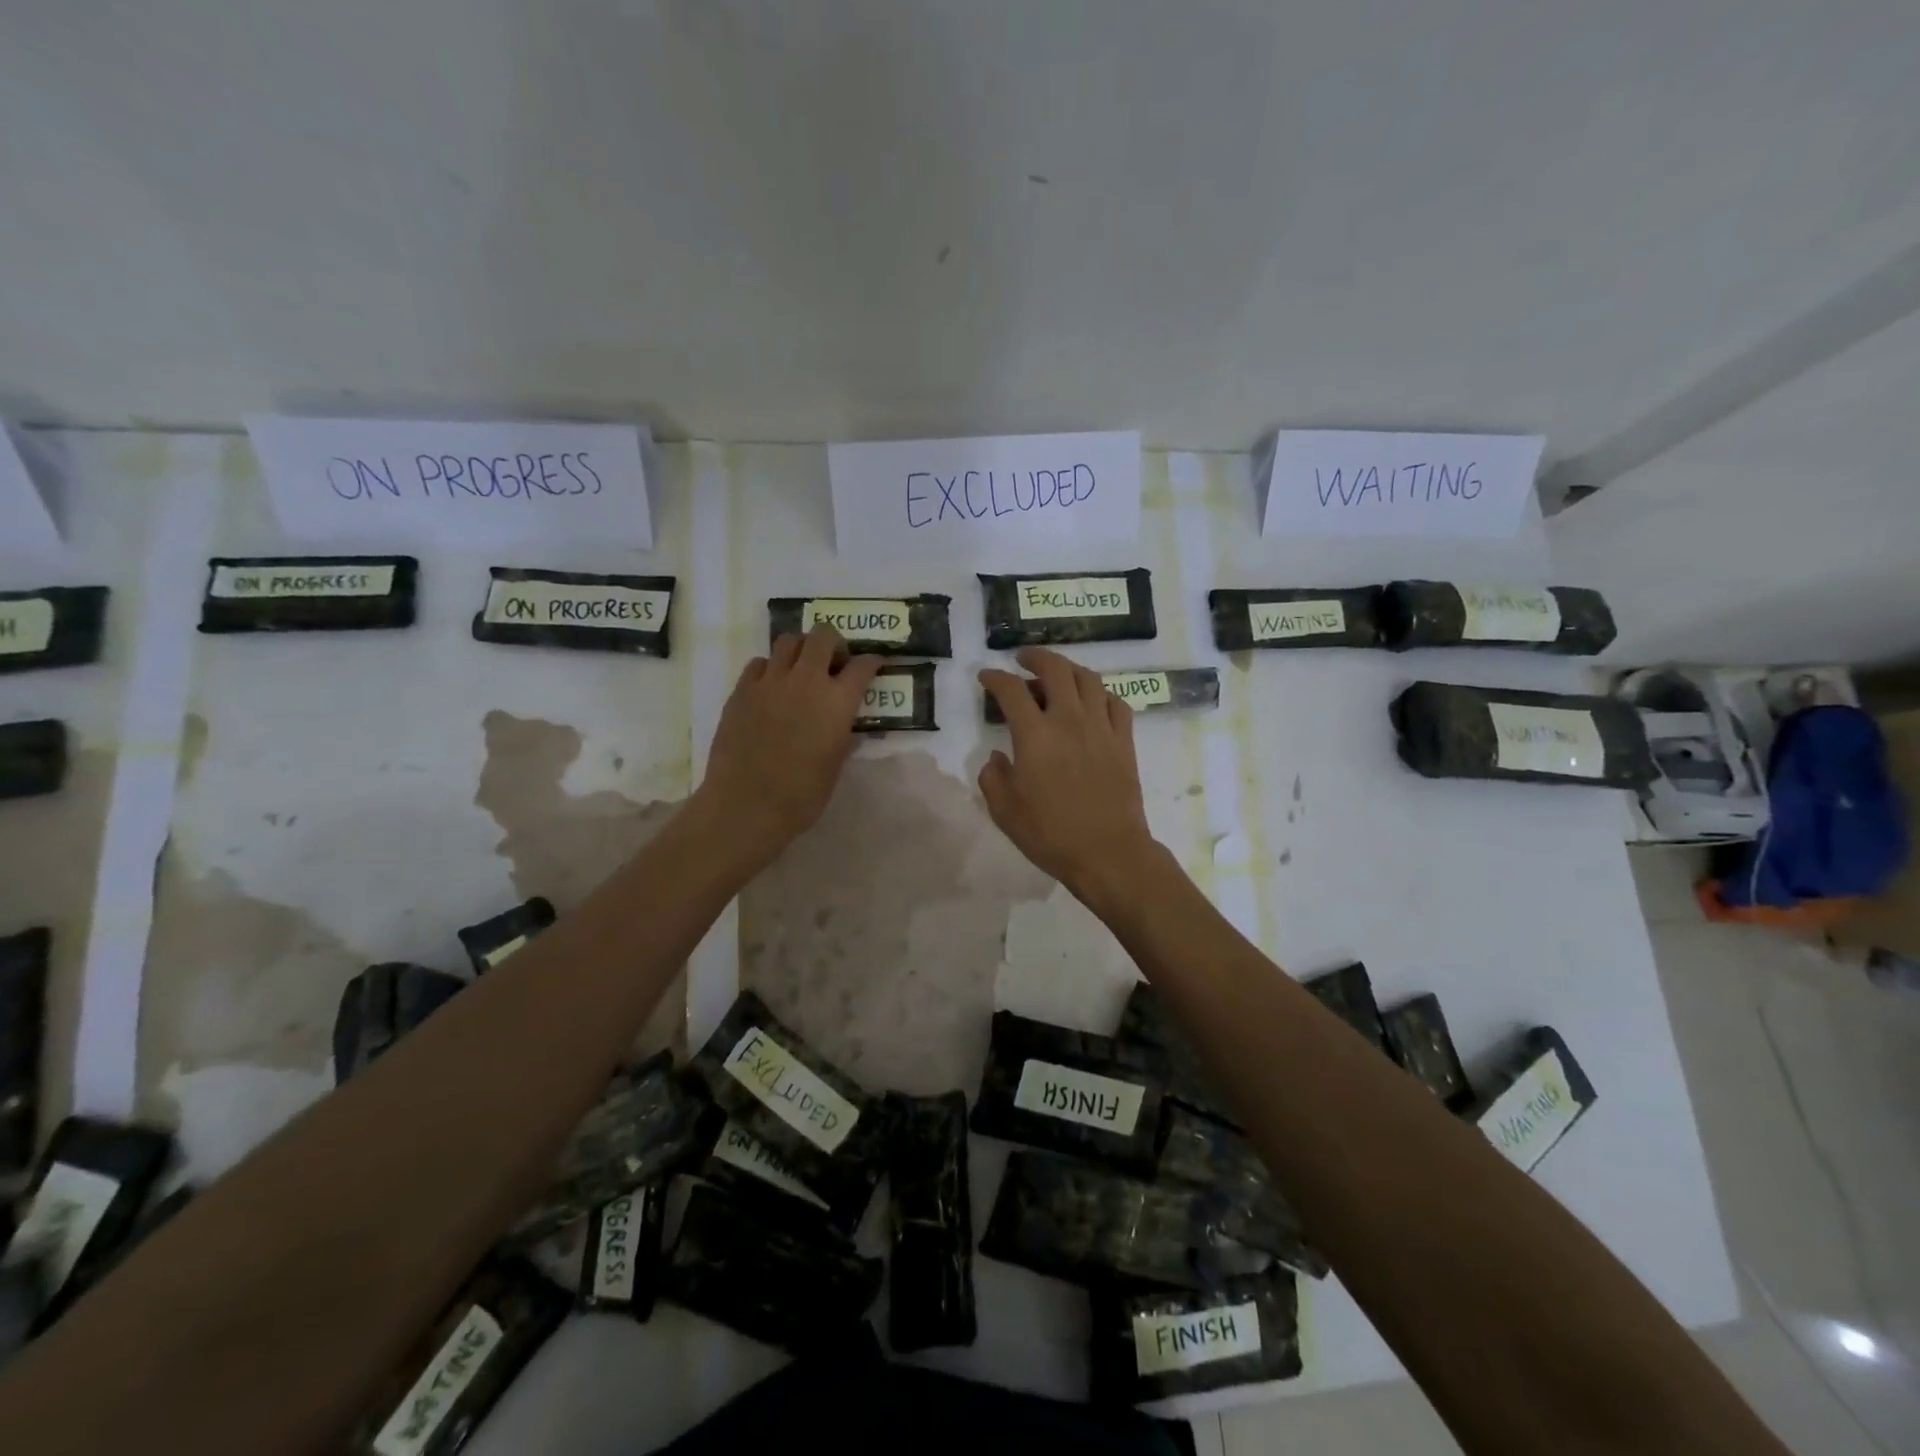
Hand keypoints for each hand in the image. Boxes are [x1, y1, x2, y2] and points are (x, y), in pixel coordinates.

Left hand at [699, 626, 881, 859]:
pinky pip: (759, 663)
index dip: (871, 662)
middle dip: (834, 643)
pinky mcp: (741, 690)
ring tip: (801, 670)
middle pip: (823, 635)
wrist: (747, 805)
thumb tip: (848, 729)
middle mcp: (806, 680)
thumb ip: (844, 739)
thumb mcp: (835, 767)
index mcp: (837, 701)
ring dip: (801, 650)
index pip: (862, 665)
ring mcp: (770, 681)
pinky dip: (770, 668)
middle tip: (834, 663)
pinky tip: (771, 688)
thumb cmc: (802, 794)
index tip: (873, 665)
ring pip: (788, 641)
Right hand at [978, 648, 1161, 909]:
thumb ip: (993, 777)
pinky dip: (1100, 694)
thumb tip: (997, 758)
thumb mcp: (1004, 811)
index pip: (1011, 691)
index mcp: (1034, 735)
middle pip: (1055, 669)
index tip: (986, 677)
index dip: (995, 678)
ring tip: (1057, 674)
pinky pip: (1116, 702)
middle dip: (1035, 657)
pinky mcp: (1124, 741)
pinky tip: (1092, 701)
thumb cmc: (1050, 834)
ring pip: (1088, 679)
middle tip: (1023, 660)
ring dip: (1069, 669)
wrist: (1107, 853)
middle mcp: (1069, 720)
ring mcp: (1101, 727)